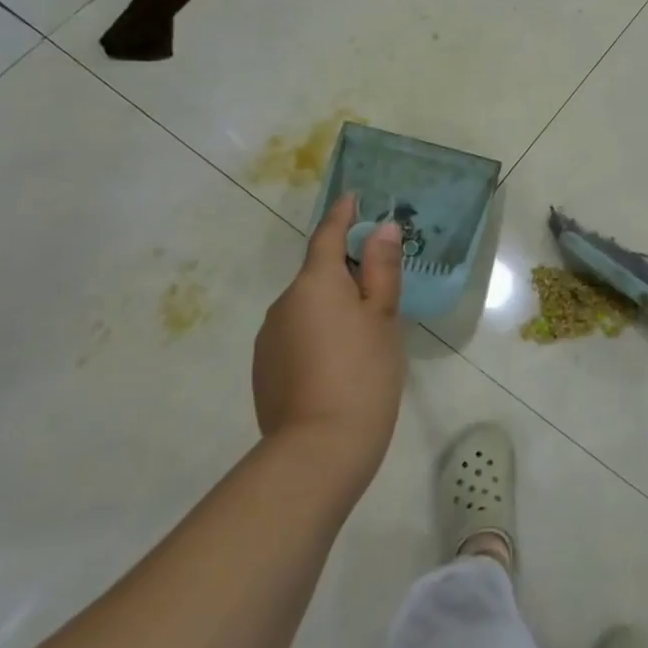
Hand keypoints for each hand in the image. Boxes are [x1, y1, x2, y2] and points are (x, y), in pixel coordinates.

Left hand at [253, 193, 404, 490]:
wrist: (318, 450)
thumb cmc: (363, 373)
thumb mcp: (383, 316)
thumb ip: (381, 268)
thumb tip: (380, 227)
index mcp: (315, 283)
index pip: (328, 235)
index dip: (342, 215)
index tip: (353, 197)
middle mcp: (284, 303)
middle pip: (318, 274)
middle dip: (345, 273)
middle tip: (379, 288)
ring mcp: (269, 337)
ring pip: (306, 307)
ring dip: (331, 308)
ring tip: (363, 335)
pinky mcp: (264, 368)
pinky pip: (295, 335)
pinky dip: (317, 335)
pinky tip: (338, 363)